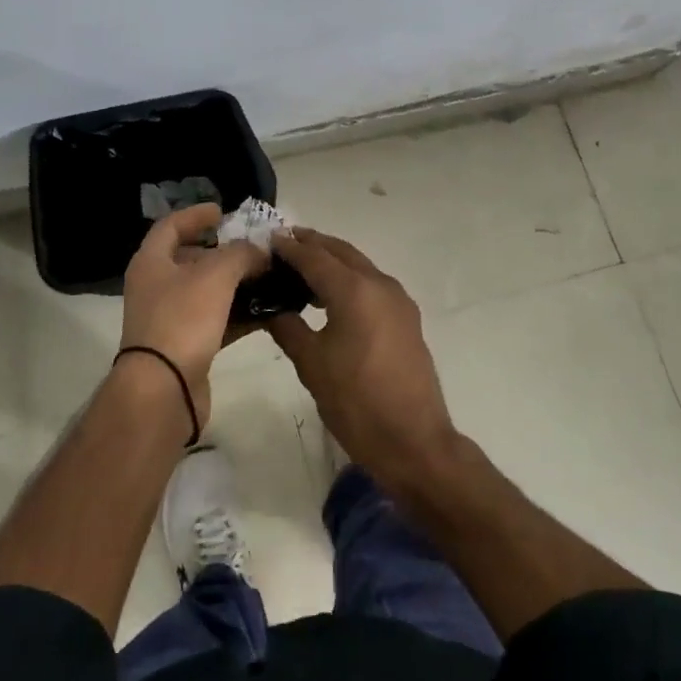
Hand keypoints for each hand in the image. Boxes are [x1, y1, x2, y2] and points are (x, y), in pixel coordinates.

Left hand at [120, 203, 267, 429]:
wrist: (163, 389)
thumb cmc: (183, 320)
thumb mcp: (216, 275)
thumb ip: (241, 254)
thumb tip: (259, 251)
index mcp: (151, 262)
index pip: (170, 226)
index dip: (195, 215)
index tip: (223, 211)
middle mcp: (155, 287)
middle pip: (190, 259)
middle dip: (223, 251)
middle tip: (254, 247)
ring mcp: (169, 319)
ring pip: (205, 292)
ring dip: (235, 283)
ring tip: (267, 277)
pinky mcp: (185, 346)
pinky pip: (215, 321)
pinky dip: (238, 314)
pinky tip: (266, 312)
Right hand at [266, 228, 458, 490]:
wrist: (413, 441)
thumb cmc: (356, 402)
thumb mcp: (311, 364)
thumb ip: (288, 327)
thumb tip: (271, 308)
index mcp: (354, 290)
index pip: (314, 257)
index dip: (289, 247)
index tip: (267, 239)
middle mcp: (380, 284)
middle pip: (341, 252)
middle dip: (313, 244)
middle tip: (284, 244)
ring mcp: (398, 300)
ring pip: (359, 266)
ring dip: (332, 260)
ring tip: (302, 268)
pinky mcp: (406, 318)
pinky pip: (372, 284)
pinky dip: (349, 279)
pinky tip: (330, 297)